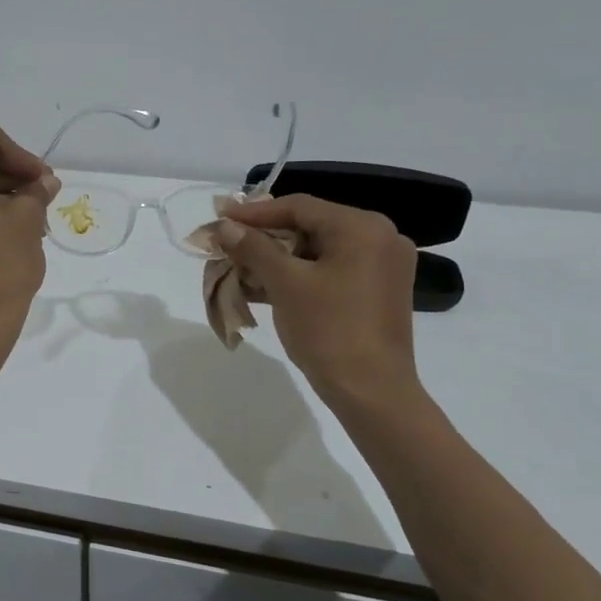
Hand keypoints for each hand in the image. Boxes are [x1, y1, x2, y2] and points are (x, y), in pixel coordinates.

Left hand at [0, 124, 58, 343]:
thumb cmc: (0, 268)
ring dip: (0, 195)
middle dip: (12, 176)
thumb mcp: (27, 221)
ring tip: (34, 218)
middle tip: (45, 198)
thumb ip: (36, 191)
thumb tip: (44, 183)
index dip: (23, 156)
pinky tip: (11, 230)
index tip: (45, 182)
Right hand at [213, 194, 423, 421]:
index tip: (220, 219)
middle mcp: (379, 238)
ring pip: (317, 251)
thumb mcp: (285, 284)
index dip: (254, 212)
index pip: (299, 207)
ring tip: (238, 269)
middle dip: (264, 238)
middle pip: (309, 226)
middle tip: (227, 245)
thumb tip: (225, 226)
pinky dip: (298, 276)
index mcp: (363, 228)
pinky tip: (262, 287)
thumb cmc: (329, 330)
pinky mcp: (376, 292)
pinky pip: (330, 271)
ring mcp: (381, 266)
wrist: (371, 393)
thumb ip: (253, 248)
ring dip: (277, 260)